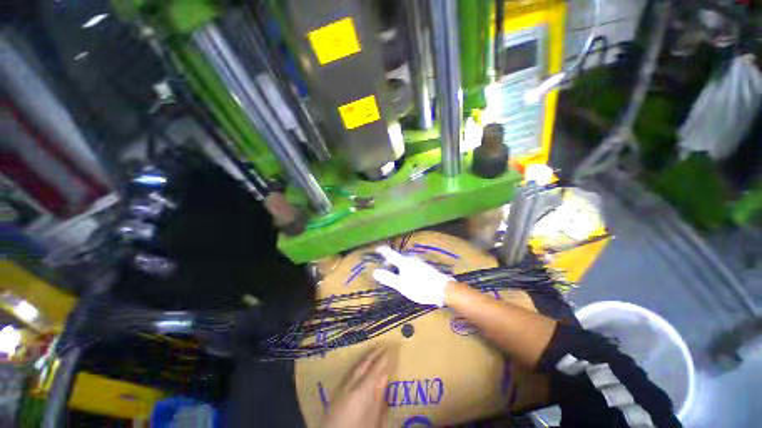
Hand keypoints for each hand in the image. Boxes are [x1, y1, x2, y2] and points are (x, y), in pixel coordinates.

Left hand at [320, 348, 389, 427]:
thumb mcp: (374, 418)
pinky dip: (356, 366)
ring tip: (371, 352)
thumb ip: (379, 397)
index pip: (373, 369)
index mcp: (361, 391)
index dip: (381, 359)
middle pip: (362, 365)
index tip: (388, 350)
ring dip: (364, 358)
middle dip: (372, 354)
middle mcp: (350, 384)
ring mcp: (341, 387)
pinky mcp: (336, 392)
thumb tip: (384, 376)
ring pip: (354, 367)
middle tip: (381, 346)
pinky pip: (349, 372)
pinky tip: (359, 366)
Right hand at [372, 246, 453, 306]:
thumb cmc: (420, 287)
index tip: (377, 248)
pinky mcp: (425, 267)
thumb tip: (374, 271)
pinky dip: (405, 267)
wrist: (442, 289)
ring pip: (405, 261)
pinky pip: (411, 264)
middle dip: (391, 260)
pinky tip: (408, 275)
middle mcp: (411, 259)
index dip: (383, 251)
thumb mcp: (401, 285)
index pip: (391, 254)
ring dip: (398, 264)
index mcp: (404, 262)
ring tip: (395, 272)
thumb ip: (388, 278)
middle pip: (398, 257)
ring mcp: (419, 262)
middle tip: (385, 266)